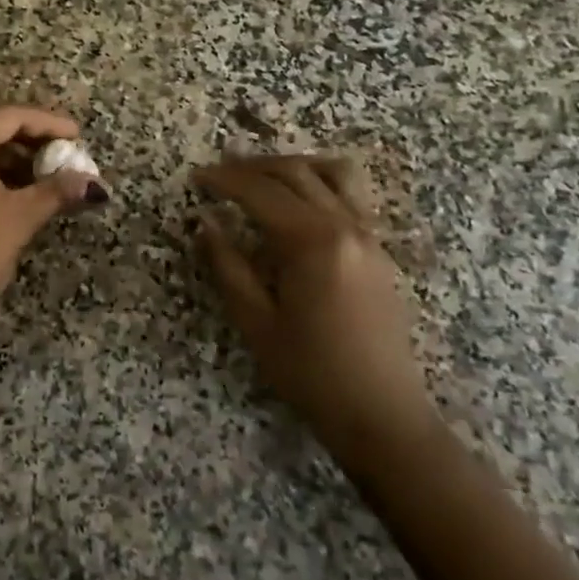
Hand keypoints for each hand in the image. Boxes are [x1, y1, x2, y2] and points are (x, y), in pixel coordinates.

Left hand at [0, 103, 94, 373]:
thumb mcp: (17, 221)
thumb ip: (55, 192)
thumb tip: (91, 182)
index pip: (8, 115)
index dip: (48, 122)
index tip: (78, 136)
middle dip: (24, 131)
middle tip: (57, 149)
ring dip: (3, 148)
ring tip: (38, 171)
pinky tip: (8, 186)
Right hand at [194, 155, 440, 467]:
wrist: (382, 413)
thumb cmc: (311, 373)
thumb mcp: (256, 323)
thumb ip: (228, 266)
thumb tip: (207, 223)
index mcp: (312, 242)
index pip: (261, 192)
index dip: (224, 180)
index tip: (196, 178)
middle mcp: (345, 226)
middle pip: (296, 172)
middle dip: (253, 166)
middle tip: (219, 173)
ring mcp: (368, 234)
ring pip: (331, 173)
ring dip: (292, 165)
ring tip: (262, 176)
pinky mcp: (378, 249)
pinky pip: (350, 195)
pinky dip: (319, 182)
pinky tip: (298, 204)